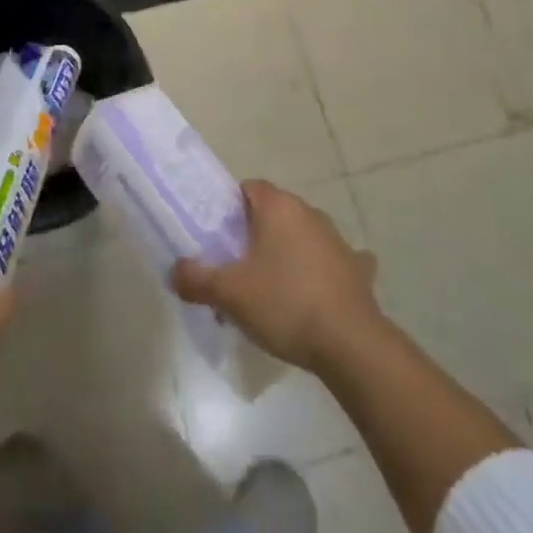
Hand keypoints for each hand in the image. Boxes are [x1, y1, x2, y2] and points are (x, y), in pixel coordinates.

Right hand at [172, 180, 380, 372]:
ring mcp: (337, 239)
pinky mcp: (357, 269)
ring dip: (287, 254)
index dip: (230, 208)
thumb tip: (175, 271)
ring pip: (302, 237)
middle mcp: (309, 212)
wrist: (350, 344)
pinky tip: (315, 295)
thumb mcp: (230, 293)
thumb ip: (197, 279)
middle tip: (236, 268)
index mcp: (278, 206)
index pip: (248, 188)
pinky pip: (332, 262)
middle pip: (274, 213)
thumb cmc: (284, 304)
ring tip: (270, 291)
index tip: (218, 237)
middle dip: (254, 235)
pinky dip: (321, 273)